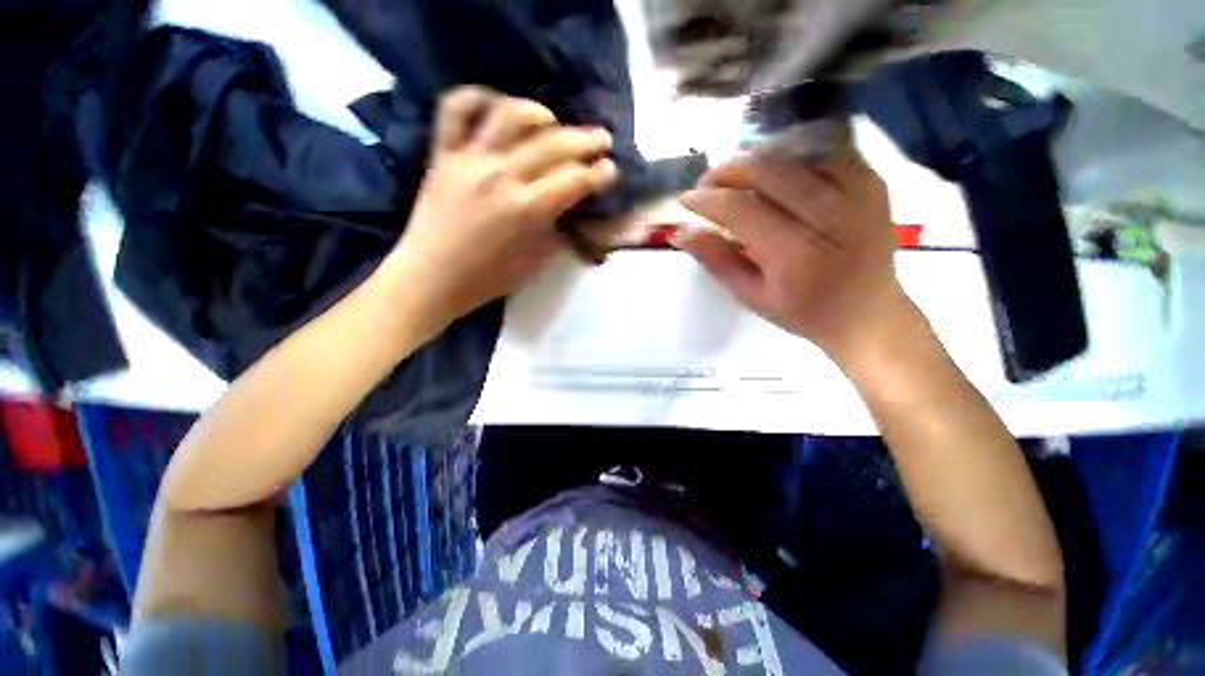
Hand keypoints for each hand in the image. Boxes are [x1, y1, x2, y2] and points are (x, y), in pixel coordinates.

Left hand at [385, 86, 618, 335]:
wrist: (432, 277)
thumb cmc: (488, 278)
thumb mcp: (535, 262)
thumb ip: (557, 231)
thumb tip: (572, 209)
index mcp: (527, 210)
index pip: (575, 180)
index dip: (600, 174)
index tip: (610, 171)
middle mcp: (502, 176)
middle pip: (553, 144)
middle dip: (586, 140)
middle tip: (603, 139)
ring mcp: (470, 159)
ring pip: (509, 115)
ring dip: (539, 112)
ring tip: (553, 121)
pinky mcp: (443, 154)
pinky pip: (456, 109)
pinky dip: (477, 98)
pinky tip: (497, 106)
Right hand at [674, 151, 907, 361]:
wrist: (868, 312)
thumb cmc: (803, 312)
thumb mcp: (751, 296)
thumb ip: (716, 260)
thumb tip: (681, 233)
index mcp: (793, 254)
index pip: (739, 209)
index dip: (706, 199)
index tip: (685, 199)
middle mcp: (827, 215)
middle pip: (765, 171)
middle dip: (725, 172)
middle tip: (707, 184)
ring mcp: (856, 192)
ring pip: (791, 154)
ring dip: (753, 160)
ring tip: (733, 176)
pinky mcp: (870, 181)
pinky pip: (821, 151)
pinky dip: (789, 156)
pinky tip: (773, 172)